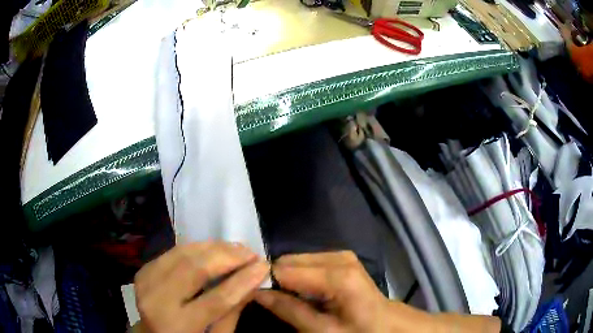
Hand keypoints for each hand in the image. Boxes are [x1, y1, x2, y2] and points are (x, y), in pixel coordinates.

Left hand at [134, 241, 268, 332]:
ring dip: (213, 247)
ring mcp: (146, 281)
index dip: (242, 281)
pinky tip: (213, 248)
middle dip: (227, 257)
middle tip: (250, 253)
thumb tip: (254, 282)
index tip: (264, 266)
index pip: (216, 299)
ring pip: (182, 254)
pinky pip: (172, 252)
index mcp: (177, 325)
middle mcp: (157, 300)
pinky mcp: (144, 270)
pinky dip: (195, 247)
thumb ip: (232, 313)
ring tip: (236, 247)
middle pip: (194, 269)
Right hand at [253, 251, 428, 331]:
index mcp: (337, 275)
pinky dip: (299, 277)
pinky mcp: (341, 258)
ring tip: (287, 299)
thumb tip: (256, 292)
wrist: (388, 324)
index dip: (266, 283)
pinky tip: (302, 293)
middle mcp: (338, 257)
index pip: (284, 270)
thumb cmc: (360, 331)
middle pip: (289, 261)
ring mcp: (341, 255)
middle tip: (272, 302)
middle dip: (277, 280)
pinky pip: (307, 263)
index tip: (255, 297)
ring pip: (296, 261)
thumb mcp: (323, 330)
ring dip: (287, 279)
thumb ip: (289, 310)